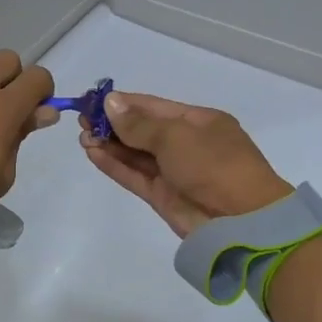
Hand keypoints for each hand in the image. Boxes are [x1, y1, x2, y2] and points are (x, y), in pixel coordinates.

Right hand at [81, 92, 290, 237]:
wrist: (240, 221)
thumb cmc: (214, 165)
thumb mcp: (176, 136)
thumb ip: (139, 123)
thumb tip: (110, 103)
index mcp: (199, 121)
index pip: (154, 106)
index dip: (122, 103)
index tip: (92, 101)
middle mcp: (186, 144)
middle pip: (143, 130)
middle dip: (112, 124)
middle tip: (81, 120)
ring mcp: (174, 172)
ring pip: (136, 154)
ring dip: (109, 145)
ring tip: (82, 136)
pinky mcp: (163, 196)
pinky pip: (134, 175)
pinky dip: (114, 165)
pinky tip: (92, 154)